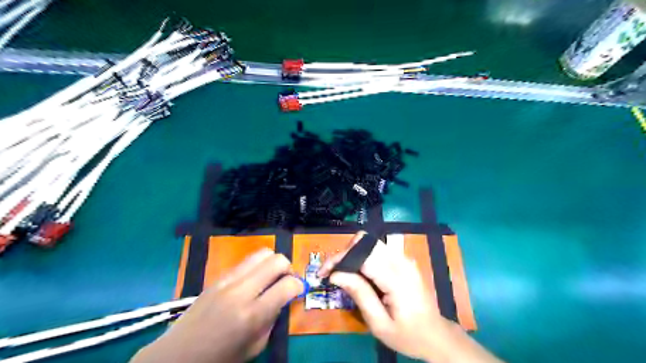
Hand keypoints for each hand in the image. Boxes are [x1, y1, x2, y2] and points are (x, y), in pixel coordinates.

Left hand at [130, 248, 305, 362]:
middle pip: (277, 260)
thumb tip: (283, 298)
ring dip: (273, 263)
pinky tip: (253, 281)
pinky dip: (257, 266)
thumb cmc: (219, 359)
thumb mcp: (255, 346)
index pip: (287, 285)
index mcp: (252, 315)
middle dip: (288, 268)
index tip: (299, 291)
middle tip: (287, 281)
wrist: (177, 356)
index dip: (299, 286)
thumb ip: (273, 319)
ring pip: (262, 253)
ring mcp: (228, 280)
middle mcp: (241, 291)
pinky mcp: (218, 277)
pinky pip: (246, 261)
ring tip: (272, 277)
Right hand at [320, 233, 500, 361]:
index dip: (340, 260)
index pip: (362, 256)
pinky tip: (357, 273)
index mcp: (397, 278)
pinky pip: (378, 249)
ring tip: (342, 273)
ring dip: (353, 254)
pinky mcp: (404, 260)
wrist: (436, 335)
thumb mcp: (380, 323)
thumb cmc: (408, 335)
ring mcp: (404, 258)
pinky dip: (363, 256)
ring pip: (371, 242)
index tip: (323, 273)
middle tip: (333, 273)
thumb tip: (336, 274)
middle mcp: (401, 261)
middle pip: (366, 241)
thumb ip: (360, 295)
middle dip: (345, 254)